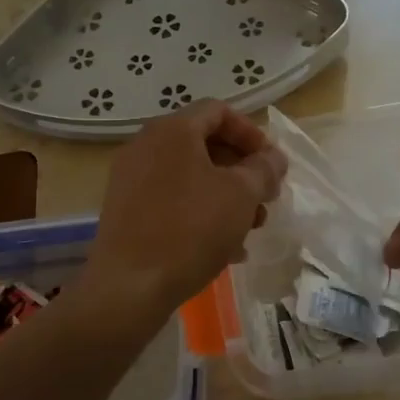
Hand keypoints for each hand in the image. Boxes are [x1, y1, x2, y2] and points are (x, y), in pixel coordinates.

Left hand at [87, 100, 286, 325]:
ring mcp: (131, 179)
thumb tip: (273, 157)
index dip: (252, 133)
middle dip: (242, 170)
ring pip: (190, 175)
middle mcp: (146, 146)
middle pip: (205, 144)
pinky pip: (172, 199)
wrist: (128, 287)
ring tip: (250, 227)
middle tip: (265, 198)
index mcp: (172, 130)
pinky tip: (225, 247)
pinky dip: (201, 212)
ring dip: (226, 195)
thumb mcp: (241, 195)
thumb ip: (264, 169)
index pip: (219, 111)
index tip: (271, 164)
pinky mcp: (126, 210)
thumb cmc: (191, 230)